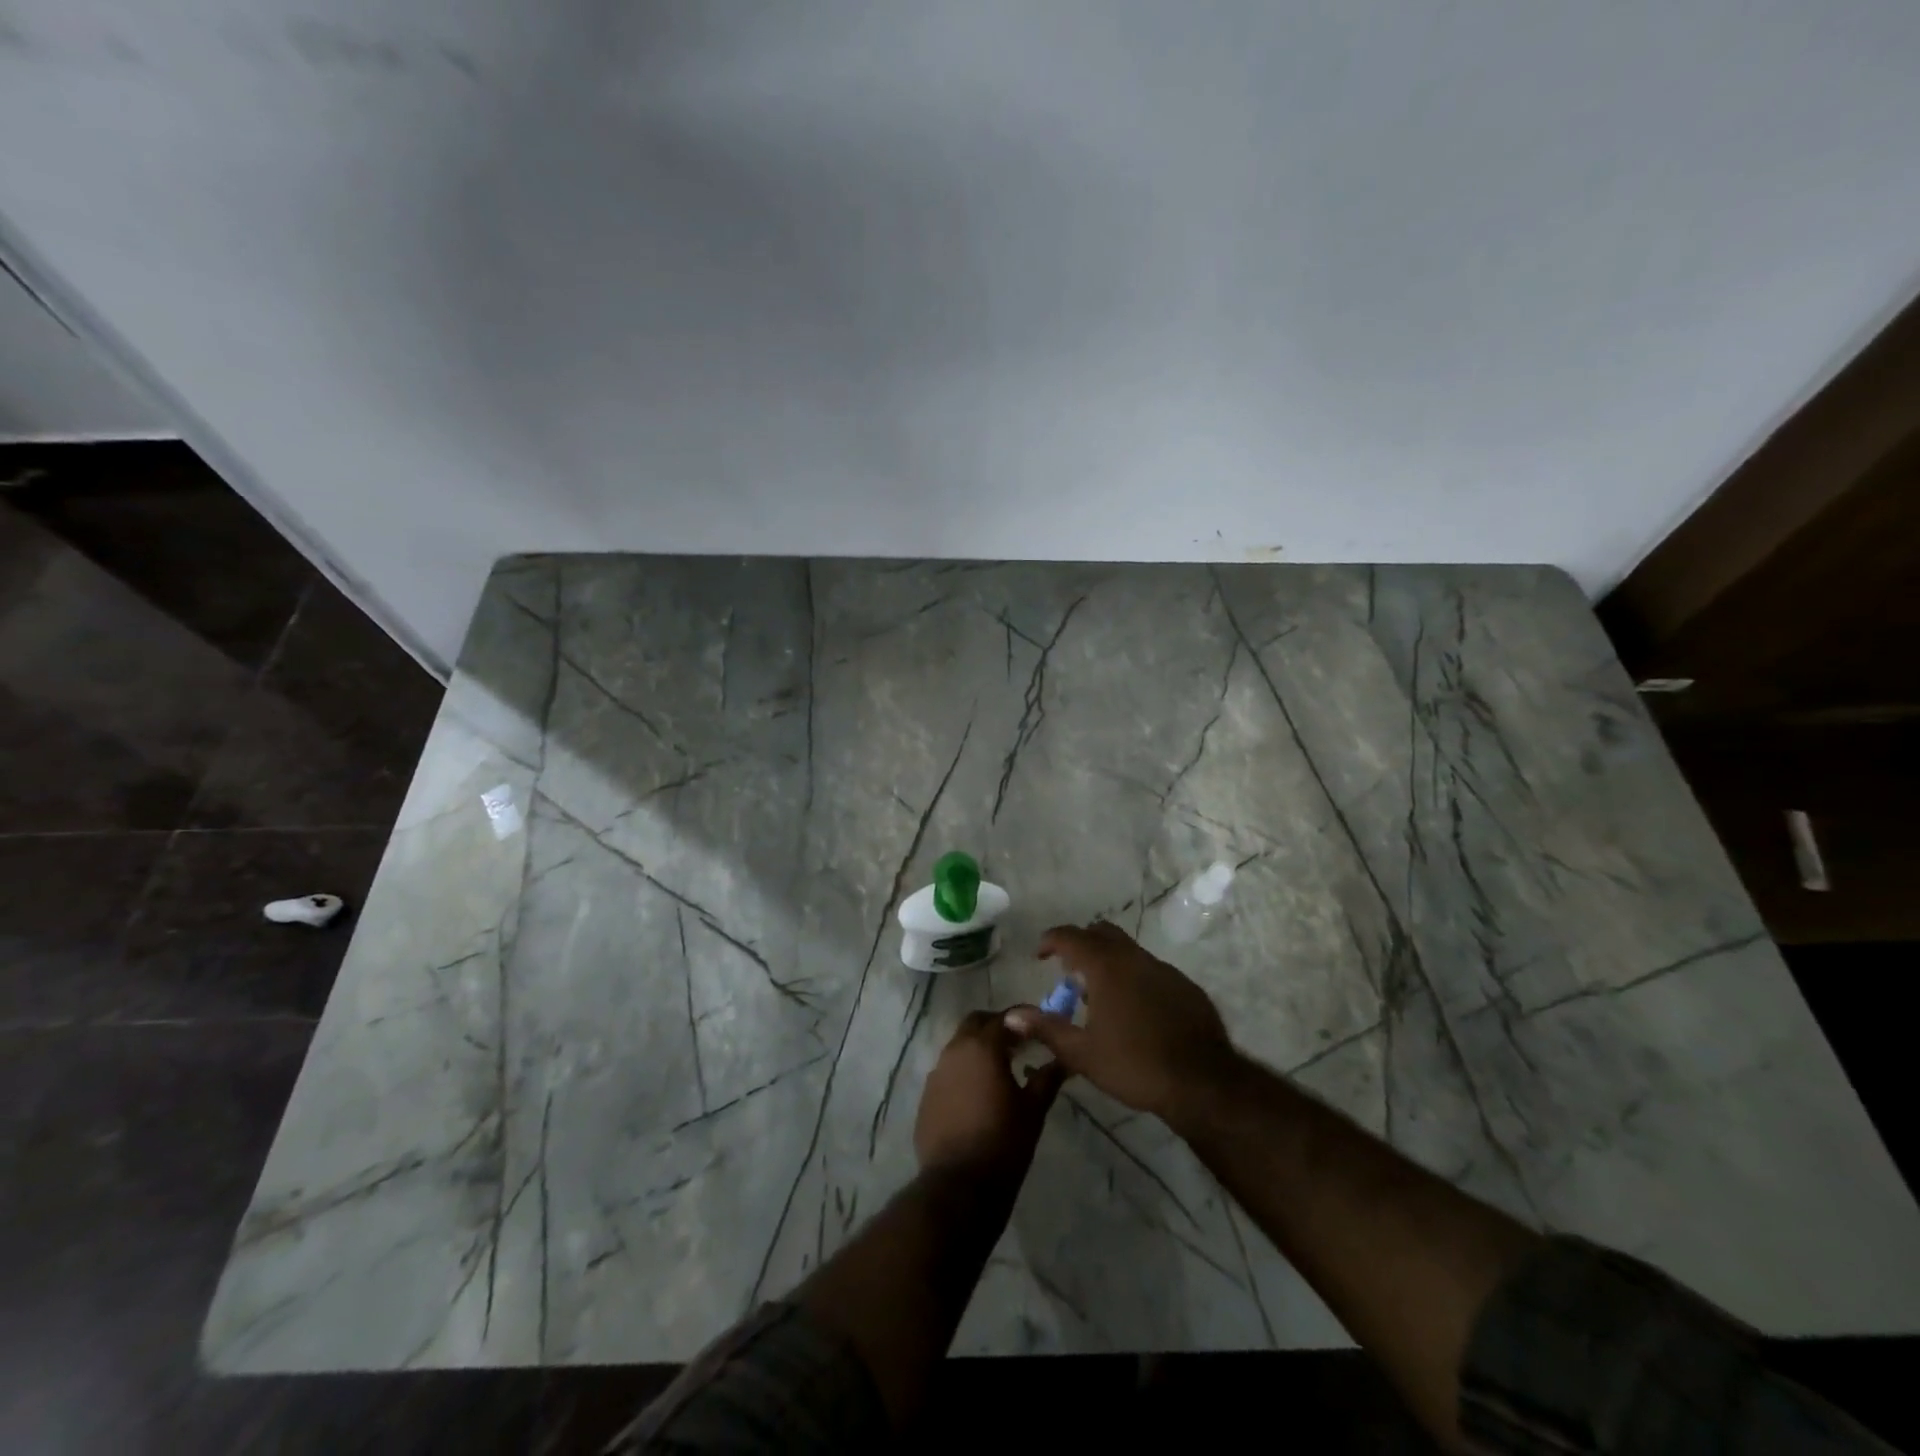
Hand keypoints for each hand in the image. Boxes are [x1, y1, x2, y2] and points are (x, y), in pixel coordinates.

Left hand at [915, 1010, 1064, 1177]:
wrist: (959, 1187)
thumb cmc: (1003, 1143)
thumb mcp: (1033, 1110)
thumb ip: (1047, 1078)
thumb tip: (1064, 1060)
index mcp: (982, 1047)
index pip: (1004, 1018)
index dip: (1024, 1019)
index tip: (1040, 1026)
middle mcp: (954, 1051)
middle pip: (975, 1023)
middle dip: (997, 1027)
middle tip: (1019, 1044)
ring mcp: (936, 1074)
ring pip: (959, 1047)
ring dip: (978, 1050)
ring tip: (1000, 1071)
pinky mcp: (927, 1097)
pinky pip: (947, 1073)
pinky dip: (964, 1073)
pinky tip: (978, 1096)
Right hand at [1004, 922, 1237, 1123]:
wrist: (1203, 1083)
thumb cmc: (1135, 1065)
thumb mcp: (1082, 1053)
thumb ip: (1046, 1028)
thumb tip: (1011, 1014)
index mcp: (1106, 966)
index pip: (1071, 936)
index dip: (1051, 940)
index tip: (1040, 955)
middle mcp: (1134, 958)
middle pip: (1102, 933)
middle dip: (1081, 944)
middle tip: (1069, 970)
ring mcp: (1164, 969)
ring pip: (1129, 951)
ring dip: (1109, 962)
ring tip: (1099, 995)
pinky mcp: (1185, 986)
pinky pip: (1151, 970)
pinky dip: (1134, 978)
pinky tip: (1135, 1010)